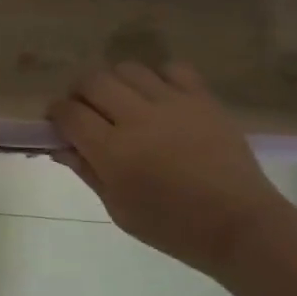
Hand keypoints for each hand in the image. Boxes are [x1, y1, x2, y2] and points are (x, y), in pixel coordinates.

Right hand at [48, 62, 288, 274]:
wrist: (239, 225)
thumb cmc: (172, 227)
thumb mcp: (119, 209)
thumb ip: (88, 172)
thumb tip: (61, 147)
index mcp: (113, 151)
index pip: (69, 113)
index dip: (56, 113)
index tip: (58, 122)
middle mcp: (137, 118)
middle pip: (93, 81)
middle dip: (80, 92)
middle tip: (85, 110)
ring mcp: (172, 104)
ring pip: (128, 69)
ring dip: (115, 82)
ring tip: (122, 101)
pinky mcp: (202, 98)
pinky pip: (172, 69)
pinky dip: (158, 77)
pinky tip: (159, 97)